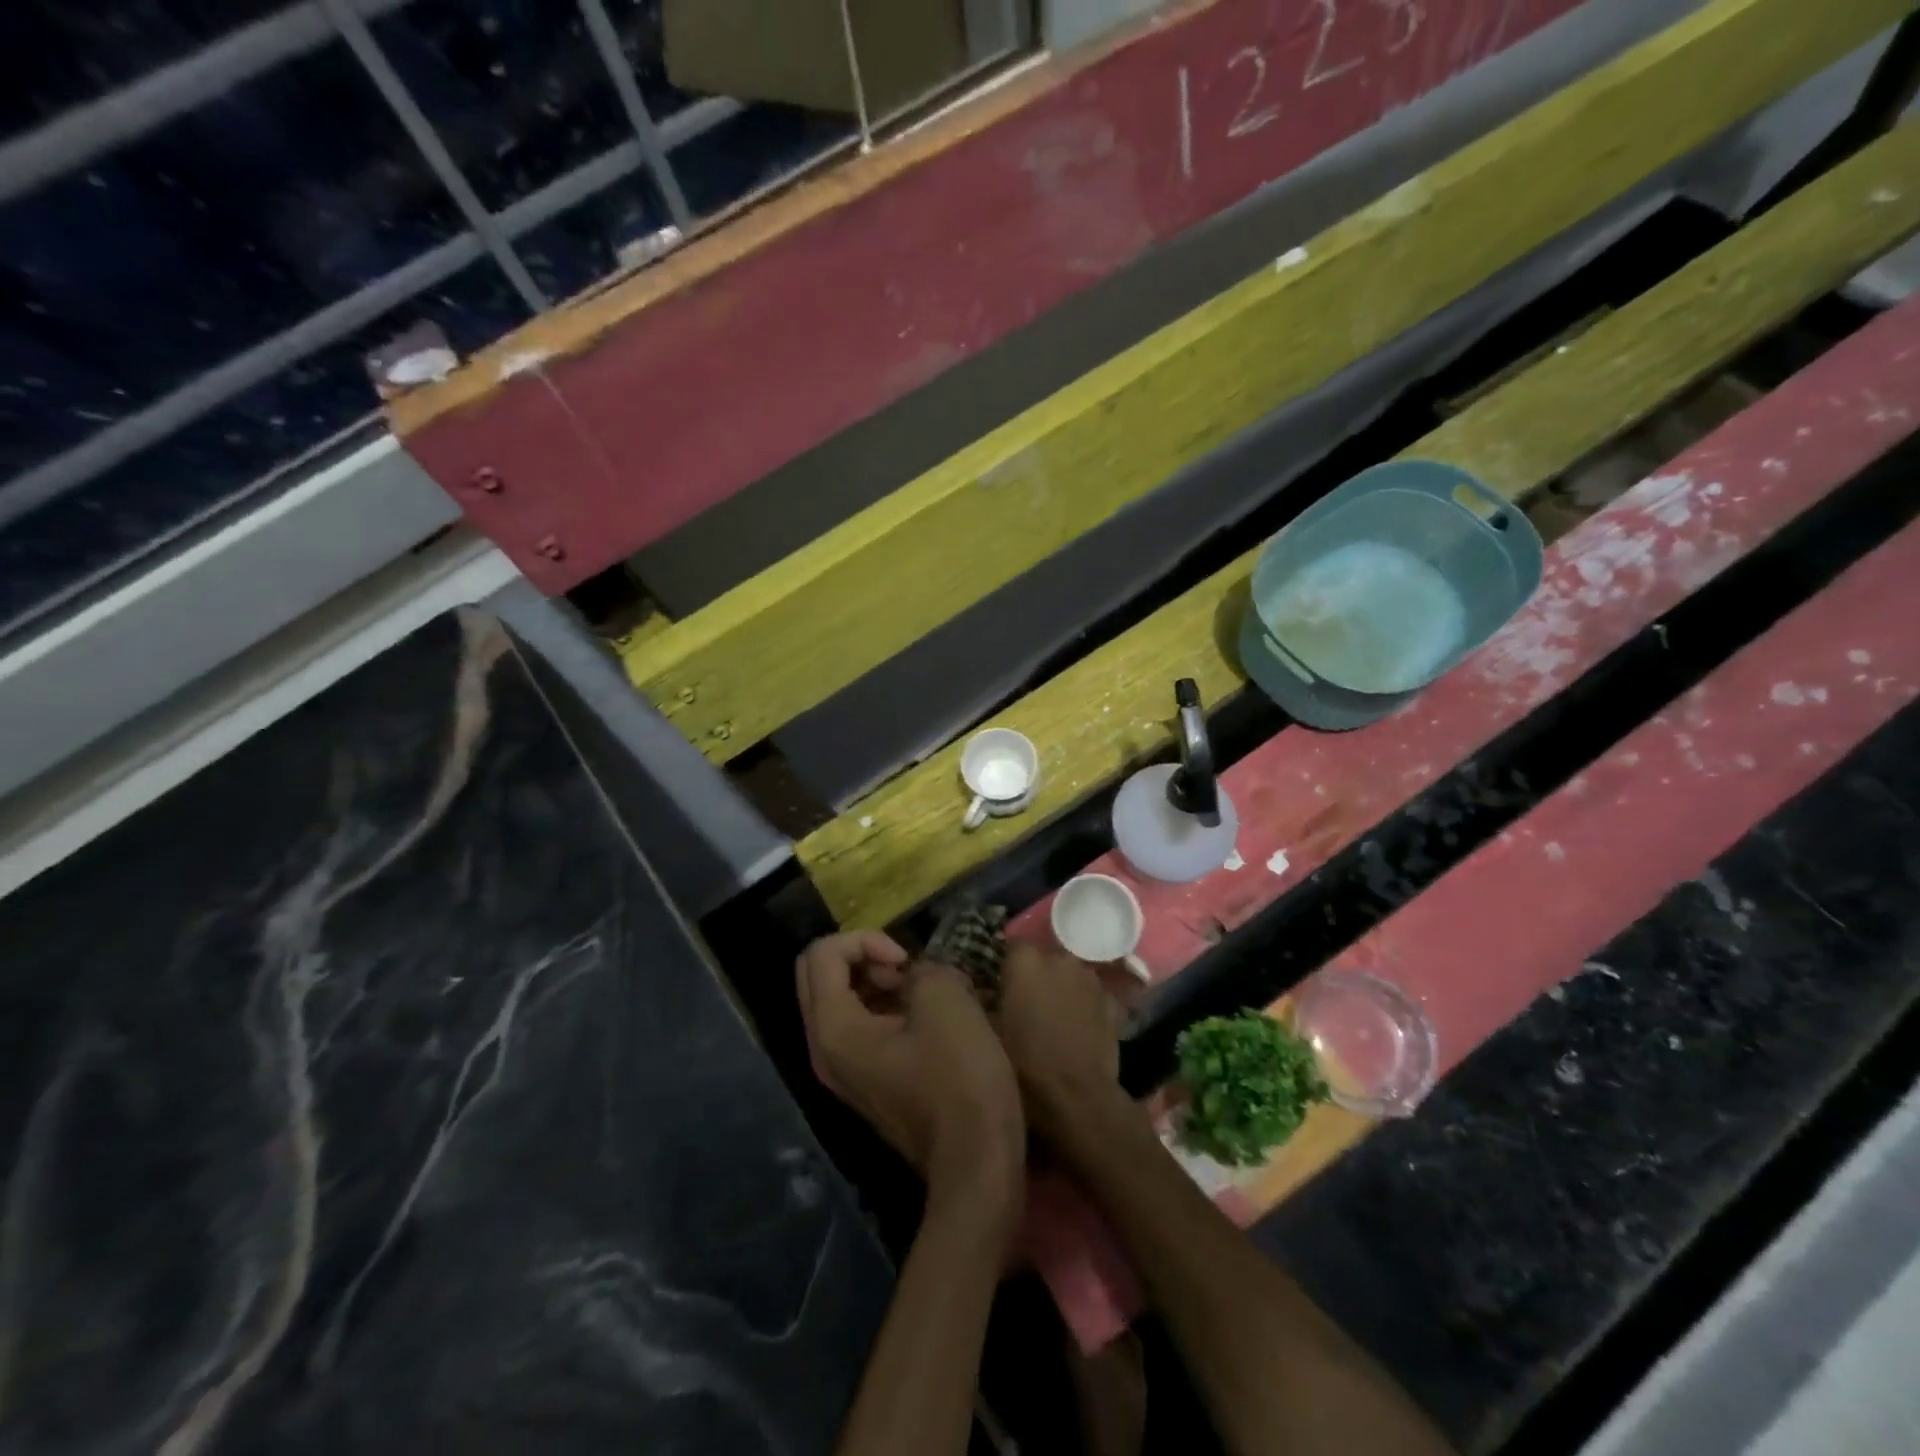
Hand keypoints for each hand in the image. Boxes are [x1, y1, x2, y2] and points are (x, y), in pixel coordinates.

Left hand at [796, 933, 1024, 1201]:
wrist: (977, 1162)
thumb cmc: (960, 1078)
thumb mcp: (946, 1000)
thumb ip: (920, 968)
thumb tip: (915, 977)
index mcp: (833, 1029)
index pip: (822, 953)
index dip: (866, 940)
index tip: (907, 960)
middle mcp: (823, 1049)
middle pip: (819, 973)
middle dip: (863, 956)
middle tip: (908, 968)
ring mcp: (842, 1070)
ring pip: (839, 999)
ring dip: (875, 980)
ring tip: (922, 989)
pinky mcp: (865, 1082)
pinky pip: (858, 1025)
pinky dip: (883, 1006)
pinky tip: (925, 1014)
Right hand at [993, 942, 1129, 1146]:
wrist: (1075, 1098)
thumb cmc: (1023, 1064)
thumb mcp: (987, 1032)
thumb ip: (983, 1002)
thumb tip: (981, 991)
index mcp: (1025, 961)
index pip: (1011, 946)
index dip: (1005, 965)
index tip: (999, 985)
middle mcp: (1060, 959)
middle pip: (1044, 958)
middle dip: (1036, 975)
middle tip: (1026, 1004)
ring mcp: (1090, 979)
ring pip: (1070, 975)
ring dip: (1062, 987)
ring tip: (1054, 1017)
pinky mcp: (1112, 1002)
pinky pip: (1093, 996)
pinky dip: (1086, 1006)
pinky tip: (1080, 1029)